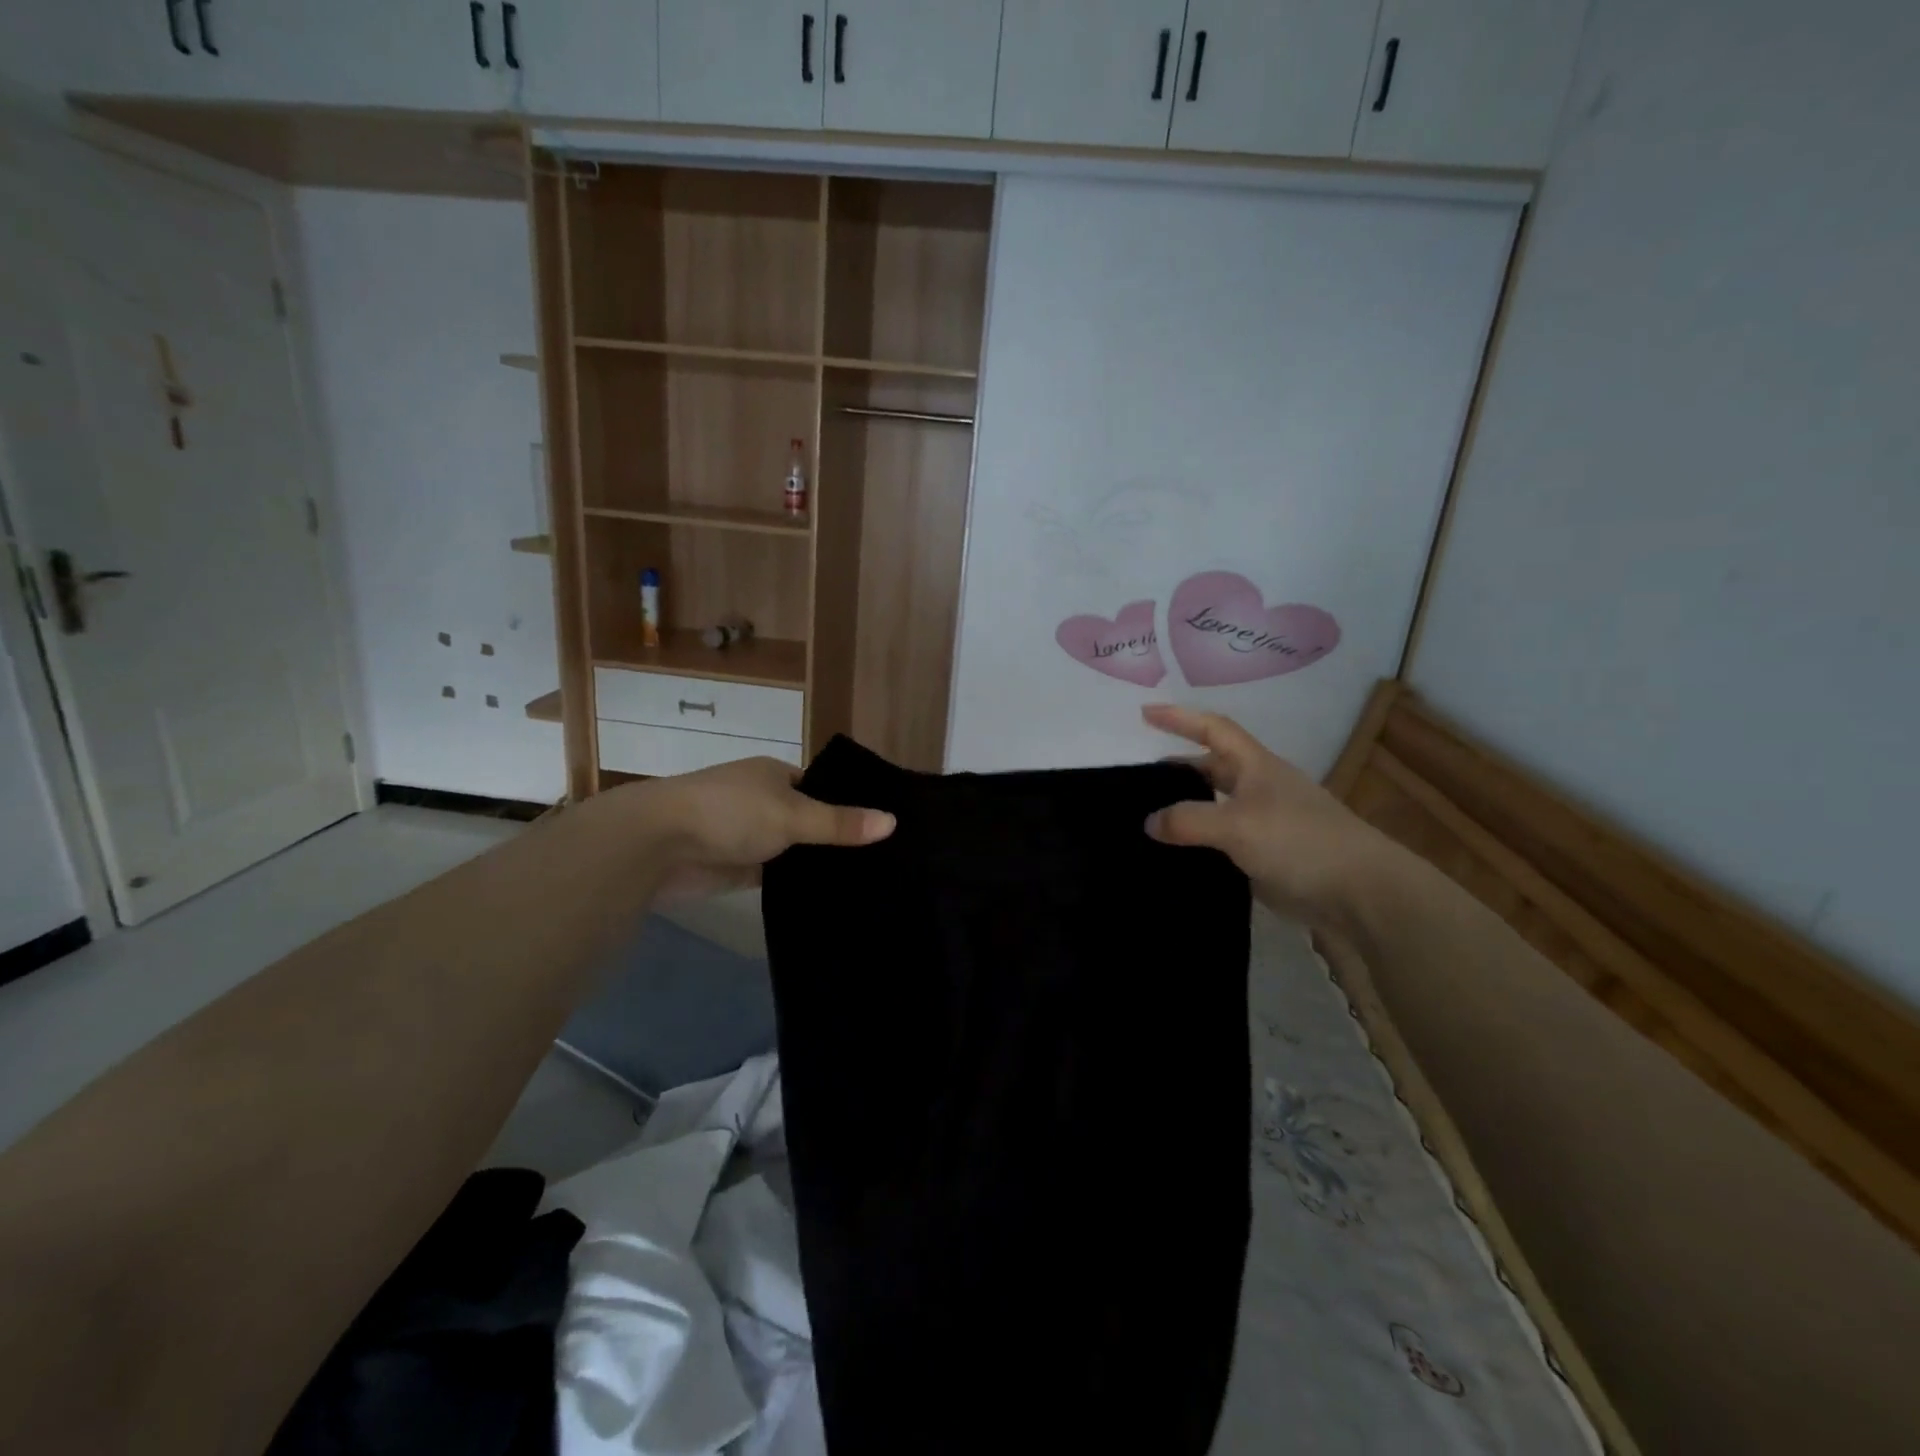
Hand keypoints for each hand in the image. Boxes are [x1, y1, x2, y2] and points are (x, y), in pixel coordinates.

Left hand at [615, 757, 893, 900]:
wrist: (656, 844)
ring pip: (791, 851)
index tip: (883, 828)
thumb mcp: (793, 815)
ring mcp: (747, 836)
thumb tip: (893, 822)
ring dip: (814, 864)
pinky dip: (794, 885)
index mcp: (774, 776)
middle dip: (835, 838)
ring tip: (866, 883)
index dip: (848, 805)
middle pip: (808, 820)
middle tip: (884, 862)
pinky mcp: (735, 868)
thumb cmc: (729, 812)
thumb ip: (840, 823)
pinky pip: (774, 876)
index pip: (821, 788)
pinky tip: (827, 899)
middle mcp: (762, 801)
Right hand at [1142, 704, 1404, 929]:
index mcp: (1256, 767)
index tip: (1145, 713)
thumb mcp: (1237, 825)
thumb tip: (1149, 821)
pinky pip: (1222, 842)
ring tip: (1149, 819)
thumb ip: (1188, 820)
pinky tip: (1176, 856)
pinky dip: (1197, 843)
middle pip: (1212, 767)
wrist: (1360, 893)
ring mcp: (1264, 824)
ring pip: (1215, 807)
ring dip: (1186, 809)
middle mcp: (1259, 789)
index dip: (1180, 717)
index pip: (1213, 729)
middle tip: (1140, 778)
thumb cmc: (1300, 842)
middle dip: (1178, 768)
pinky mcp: (1266, 857)